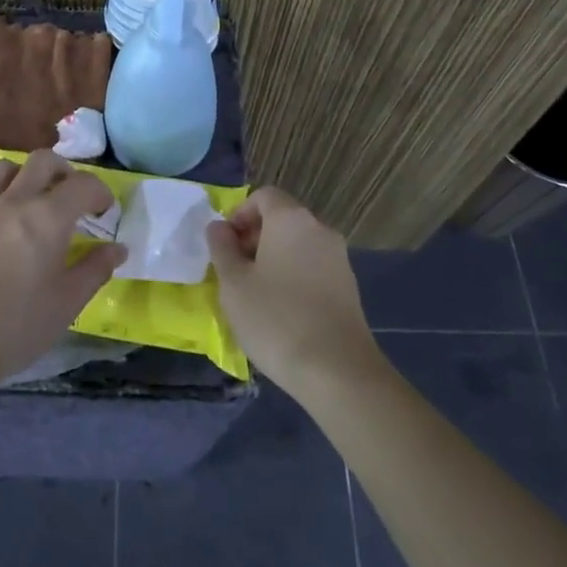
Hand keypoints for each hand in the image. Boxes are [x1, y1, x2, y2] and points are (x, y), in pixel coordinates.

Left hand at [0, 150, 126, 392]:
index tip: (105, 212)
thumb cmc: (15, 327)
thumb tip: (117, 248)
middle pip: (42, 161)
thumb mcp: (66, 304)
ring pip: (4, 169)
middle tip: (71, 198)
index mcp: (48, 218)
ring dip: (25, 175)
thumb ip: (95, 270)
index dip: (100, 192)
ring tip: (33, 200)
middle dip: (64, 171)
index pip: (82, 184)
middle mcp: (14, 202)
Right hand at [207, 187, 382, 399]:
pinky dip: (292, 276)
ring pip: (297, 245)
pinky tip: (280, 311)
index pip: (263, 196)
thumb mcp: (234, 284)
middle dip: (253, 237)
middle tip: (233, 271)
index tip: (224, 244)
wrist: (337, 371)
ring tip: (254, 294)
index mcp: (291, 219)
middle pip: (282, 218)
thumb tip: (219, 227)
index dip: (239, 214)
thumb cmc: (275, 319)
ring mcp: (338, 258)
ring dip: (272, 258)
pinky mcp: (348, 286)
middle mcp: (319, 230)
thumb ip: (222, 248)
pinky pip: (312, 267)